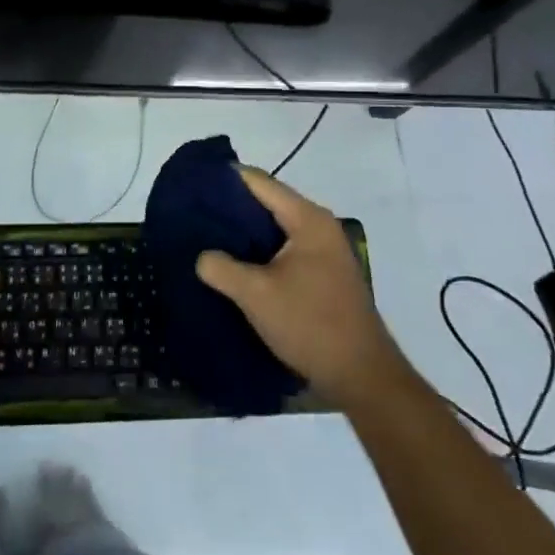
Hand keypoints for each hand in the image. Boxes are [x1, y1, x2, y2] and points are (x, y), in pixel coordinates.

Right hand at [195, 167, 407, 410]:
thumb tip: (201, 256)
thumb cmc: (310, 324)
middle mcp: (319, 226)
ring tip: (205, 237)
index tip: (192, 184)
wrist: (361, 375)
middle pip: (267, 202)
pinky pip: (282, 248)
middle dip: (231, 207)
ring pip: (273, 228)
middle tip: (193, 212)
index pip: (259, 181)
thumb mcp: (255, 295)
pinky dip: (258, 251)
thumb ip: (221, 267)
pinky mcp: (321, 273)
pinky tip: (233, 263)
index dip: (224, 178)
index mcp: (307, 219)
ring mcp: (323, 250)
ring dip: (243, 232)